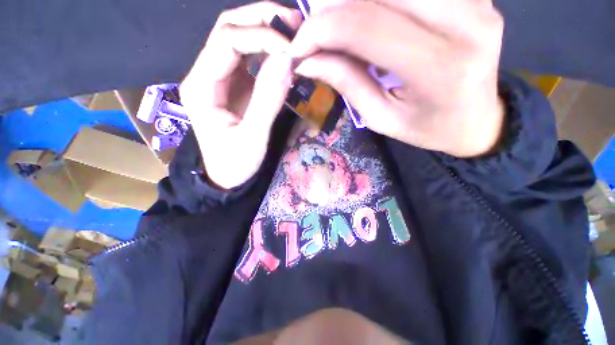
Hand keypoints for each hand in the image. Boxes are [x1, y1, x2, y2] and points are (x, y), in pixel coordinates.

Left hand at [180, 2, 301, 188]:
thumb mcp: (253, 137)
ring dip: (265, 31)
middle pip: (228, 29)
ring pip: (238, 39)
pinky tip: (284, 55)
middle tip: (295, 24)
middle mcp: (205, 74)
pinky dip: (268, 51)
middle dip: (261, 20)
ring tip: (293, 34)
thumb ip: (268, 100)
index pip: (227, 41)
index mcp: (201, 86)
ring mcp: (220, 78)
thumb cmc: (236, 163)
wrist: (228, 177)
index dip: (261, 37)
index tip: (291, 50)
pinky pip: (249, 59)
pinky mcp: (235, 86)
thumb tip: (286, 61)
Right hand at [291, 0, 504, 156]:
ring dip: (353, 0)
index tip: (298, 48)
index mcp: (438, 66)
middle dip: (332, 5)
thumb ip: (347, 83)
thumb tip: (308, 61)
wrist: (478, 121)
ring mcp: (476, 0)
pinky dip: (380, 0)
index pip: (364, 26)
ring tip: (337, 24)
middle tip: (315, 31)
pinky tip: (368, 16)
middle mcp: (464, 20)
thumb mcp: (381, 118)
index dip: (320, 29)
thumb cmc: (427, 128)